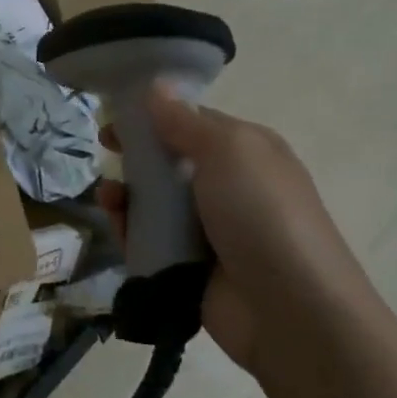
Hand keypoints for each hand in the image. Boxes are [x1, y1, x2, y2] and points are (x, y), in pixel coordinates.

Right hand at [101, 85, 376, 377]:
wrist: (290, 311)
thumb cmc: (263, 215)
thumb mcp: (229, 152)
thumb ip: (185, 121)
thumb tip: (155, 86)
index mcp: (246, 153)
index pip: (192, 122)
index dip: (153, 116)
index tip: (115, 116)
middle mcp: (227, 187)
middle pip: (168, 162)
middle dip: (135, 156)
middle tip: (105, 152)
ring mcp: (207, 230)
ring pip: (153, 203)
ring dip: (126, 194)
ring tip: (108, 197)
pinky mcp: (186, 266)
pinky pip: (148, 240)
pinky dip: (128, 230)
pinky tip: (115, 223)